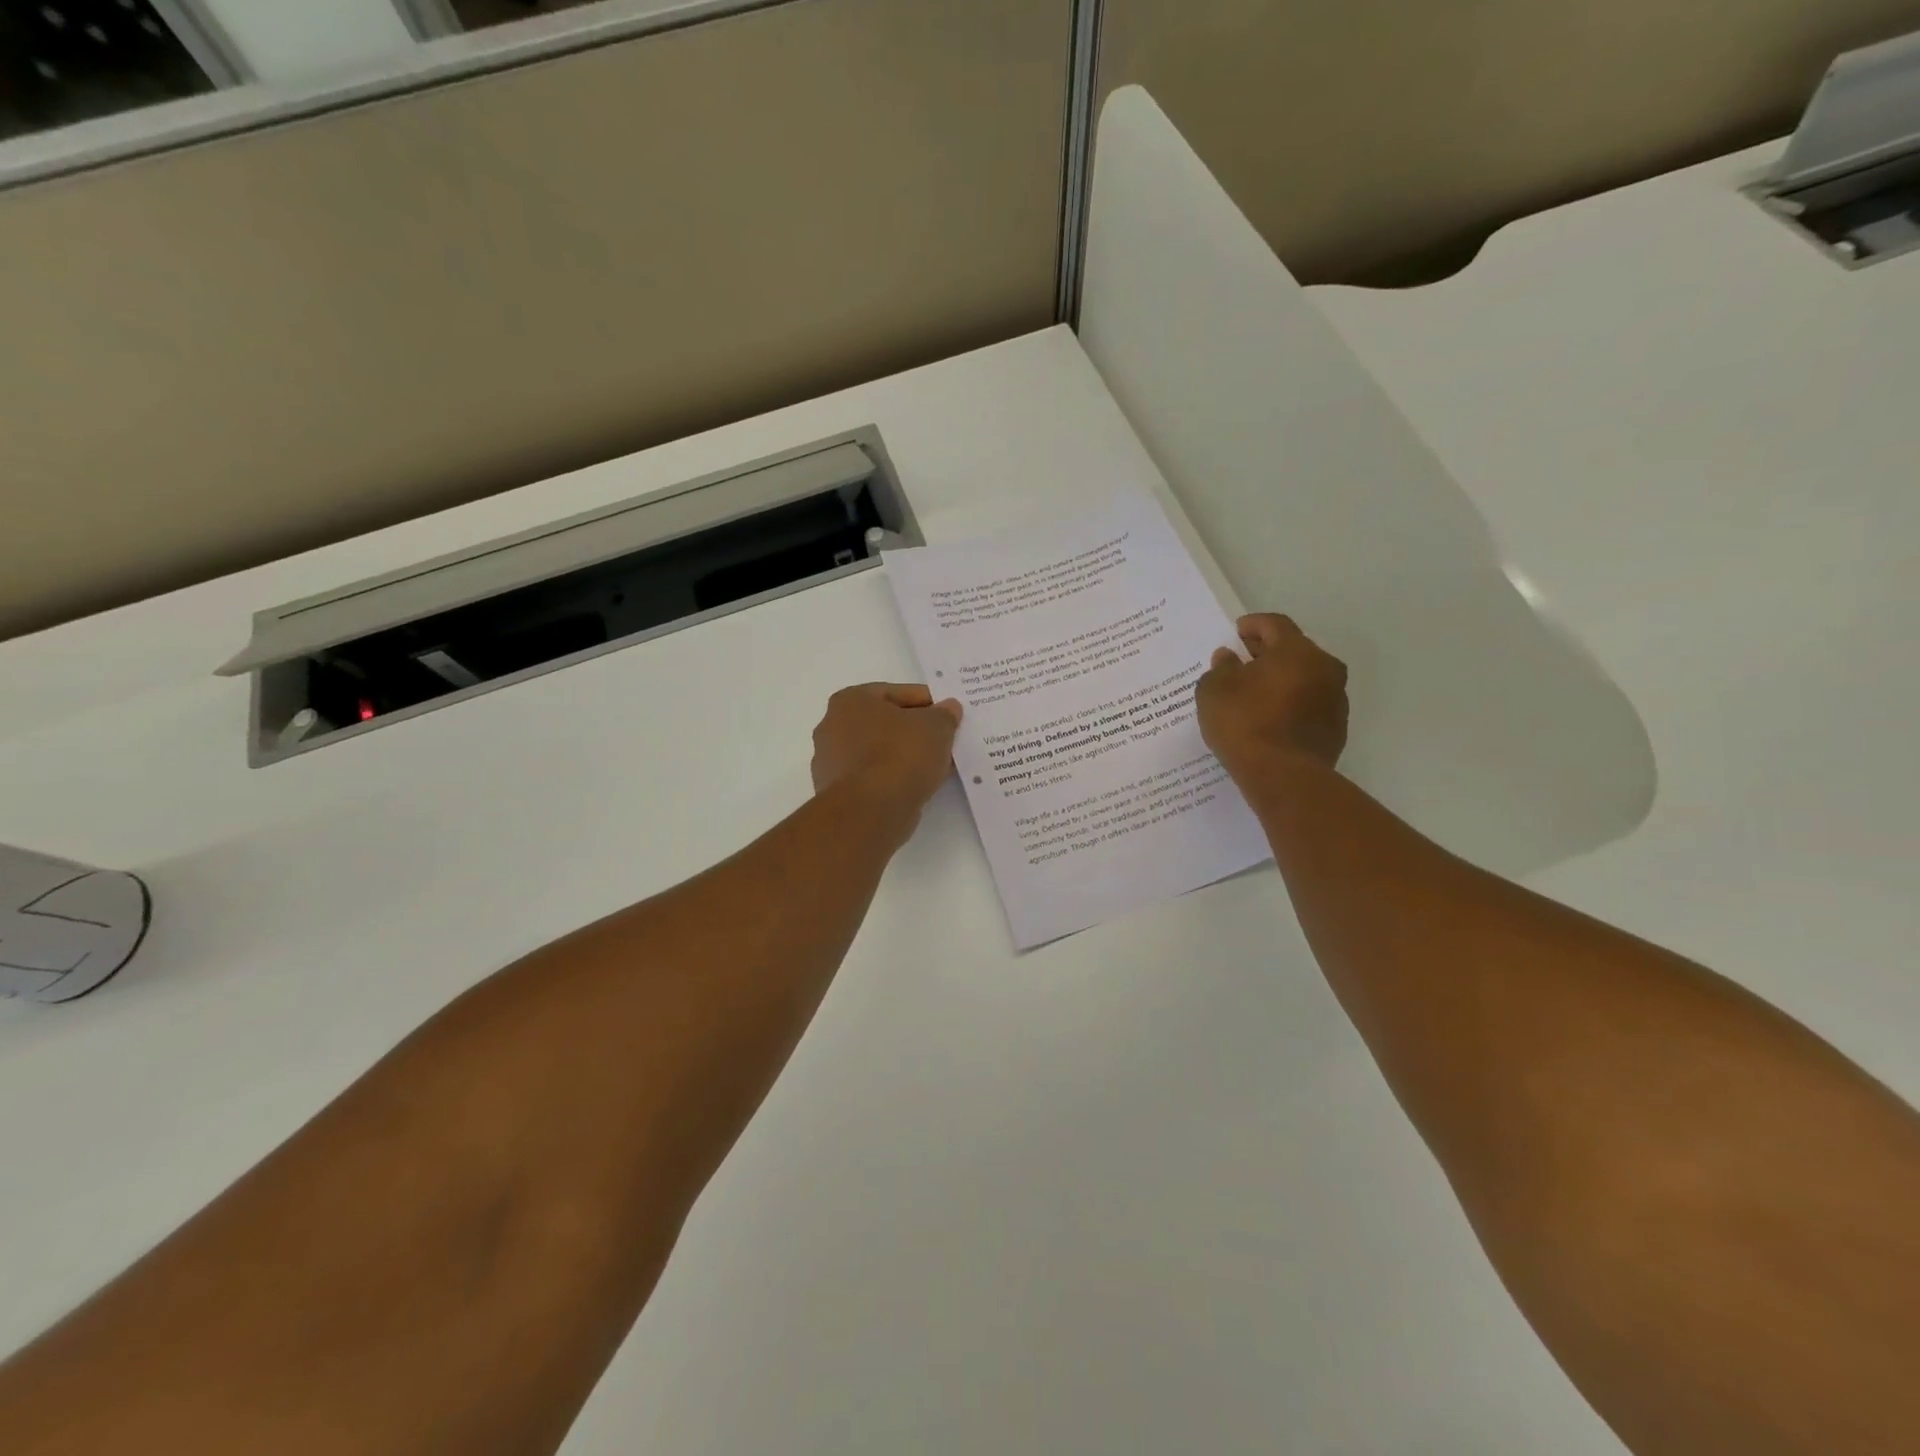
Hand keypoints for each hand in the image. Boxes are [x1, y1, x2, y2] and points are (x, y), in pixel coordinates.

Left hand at [811, 684, 963, 831]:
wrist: (871, 811)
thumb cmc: (900, 755)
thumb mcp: (936, 728)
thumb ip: (944, 715)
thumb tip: (949, 708)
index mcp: (850, 700)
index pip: (896, 693)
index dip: (928, 702)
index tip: (949, 715)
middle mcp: (831, 726)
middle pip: (884, 723)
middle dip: (914, 731)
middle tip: (944, 740)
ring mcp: (830, 762)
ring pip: (878, 752)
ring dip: (904, 756)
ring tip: (935, 765)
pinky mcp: (836, 793)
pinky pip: (872, 777)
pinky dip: (892, 778)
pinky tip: (916, 785)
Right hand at [1196, 614, 1348, 783]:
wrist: (1284, 777)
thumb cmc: (1245, 724)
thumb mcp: (1214, 691)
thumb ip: (1220, 668)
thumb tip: (1228, 658)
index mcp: (1296, 650)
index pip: (1274, 624)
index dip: (1253, 625)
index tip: (1236, 632)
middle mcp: (1324, 668)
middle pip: (1293, 650)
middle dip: (1267, 654)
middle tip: (1242, 663)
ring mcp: (1335, 700)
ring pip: (1304, 679)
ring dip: (1281, 681)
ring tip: (1254, 695)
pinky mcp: (1336, 729)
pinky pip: (1309, 706)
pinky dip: (1290, 705)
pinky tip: (1269, 720)